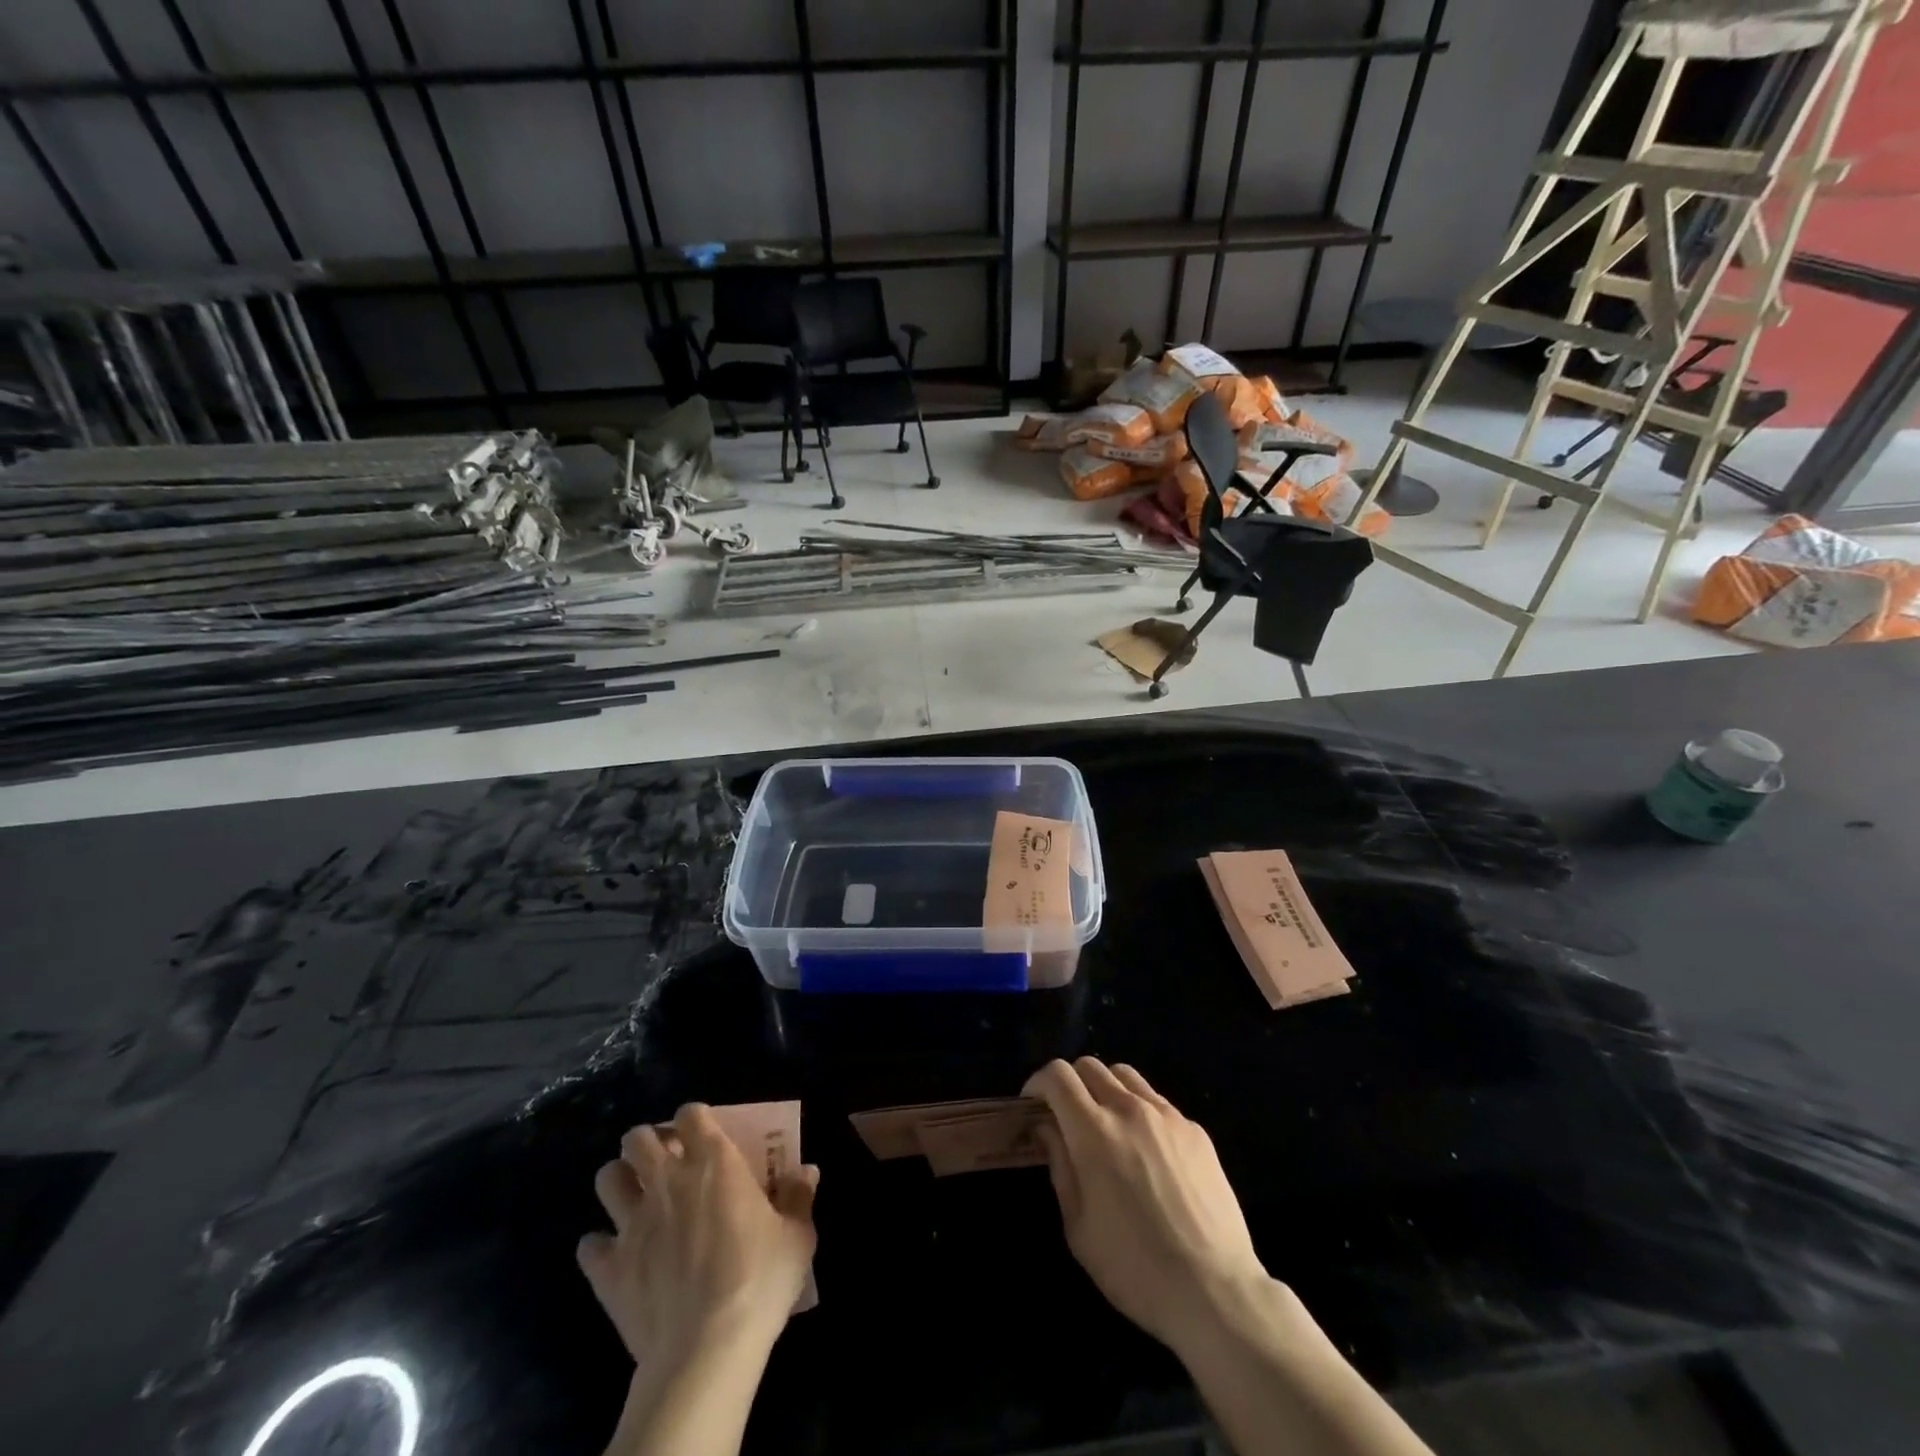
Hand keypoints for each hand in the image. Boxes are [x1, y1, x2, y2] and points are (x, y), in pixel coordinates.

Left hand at [578, 1105, 818, 1367]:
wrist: (706, 1350)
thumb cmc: (759, 1281)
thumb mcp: (797, 1237)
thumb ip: (799, 1198)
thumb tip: (807, 1171)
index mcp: (714, 1162)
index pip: (691, 1114)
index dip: (693, 1119)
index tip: (702, 1136)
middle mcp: (668, 1181)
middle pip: (638, 1137)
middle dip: (648, 1143)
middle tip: (666, 1164)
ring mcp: (633, 1223)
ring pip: (607, 1177)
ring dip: (620, 1182)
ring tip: (636, 1198)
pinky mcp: (609, 1268)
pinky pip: (589, 1245)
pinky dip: (600, 1247)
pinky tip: (617, 1257)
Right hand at [1023, 1057, 1267, 1352]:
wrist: (1214, 1291)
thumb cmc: (1134, 1268)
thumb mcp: (1078, 1227)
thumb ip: (1061, 1167)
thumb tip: (1049, 1129)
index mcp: (1094, 1132)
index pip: (1058, 1076)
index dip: (1038, 1082)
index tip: (1033, 1105)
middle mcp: (1129, 1110)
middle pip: (1090, 1066)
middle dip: (1070, 1084)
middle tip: (1067, 1117)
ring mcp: (1167, 1116)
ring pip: (1125, 1076)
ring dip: (1105, 1089)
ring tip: (1106, 1125)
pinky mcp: (1195, 1130)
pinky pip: (1157, 1102)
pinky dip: (1140, 1111)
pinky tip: (1146, 1151)